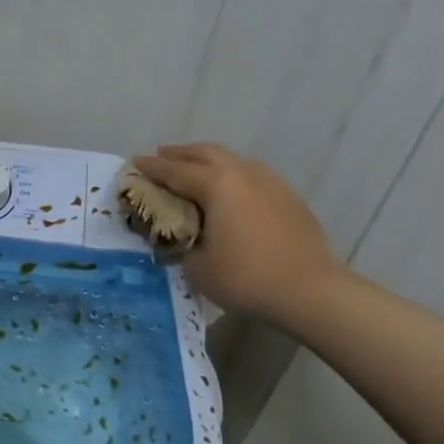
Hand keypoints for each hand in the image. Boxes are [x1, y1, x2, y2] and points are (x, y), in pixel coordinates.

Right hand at [132, 144, 341, 322]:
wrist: (309, 290)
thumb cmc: (245, 277)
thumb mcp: (196, 266)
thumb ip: (182, 243)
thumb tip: (183, 236)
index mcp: (216, 185)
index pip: (175, 171)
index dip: (151, 168)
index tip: (134, 162)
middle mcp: (243, 174)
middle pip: (205, 154)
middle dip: (180, 154)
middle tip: (162, 156)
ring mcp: (270, 183)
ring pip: (232, 161)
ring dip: (209, 162)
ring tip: (195, 171)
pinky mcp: (288, 198)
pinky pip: (251, 176)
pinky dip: (232, 176)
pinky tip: (230, 192)